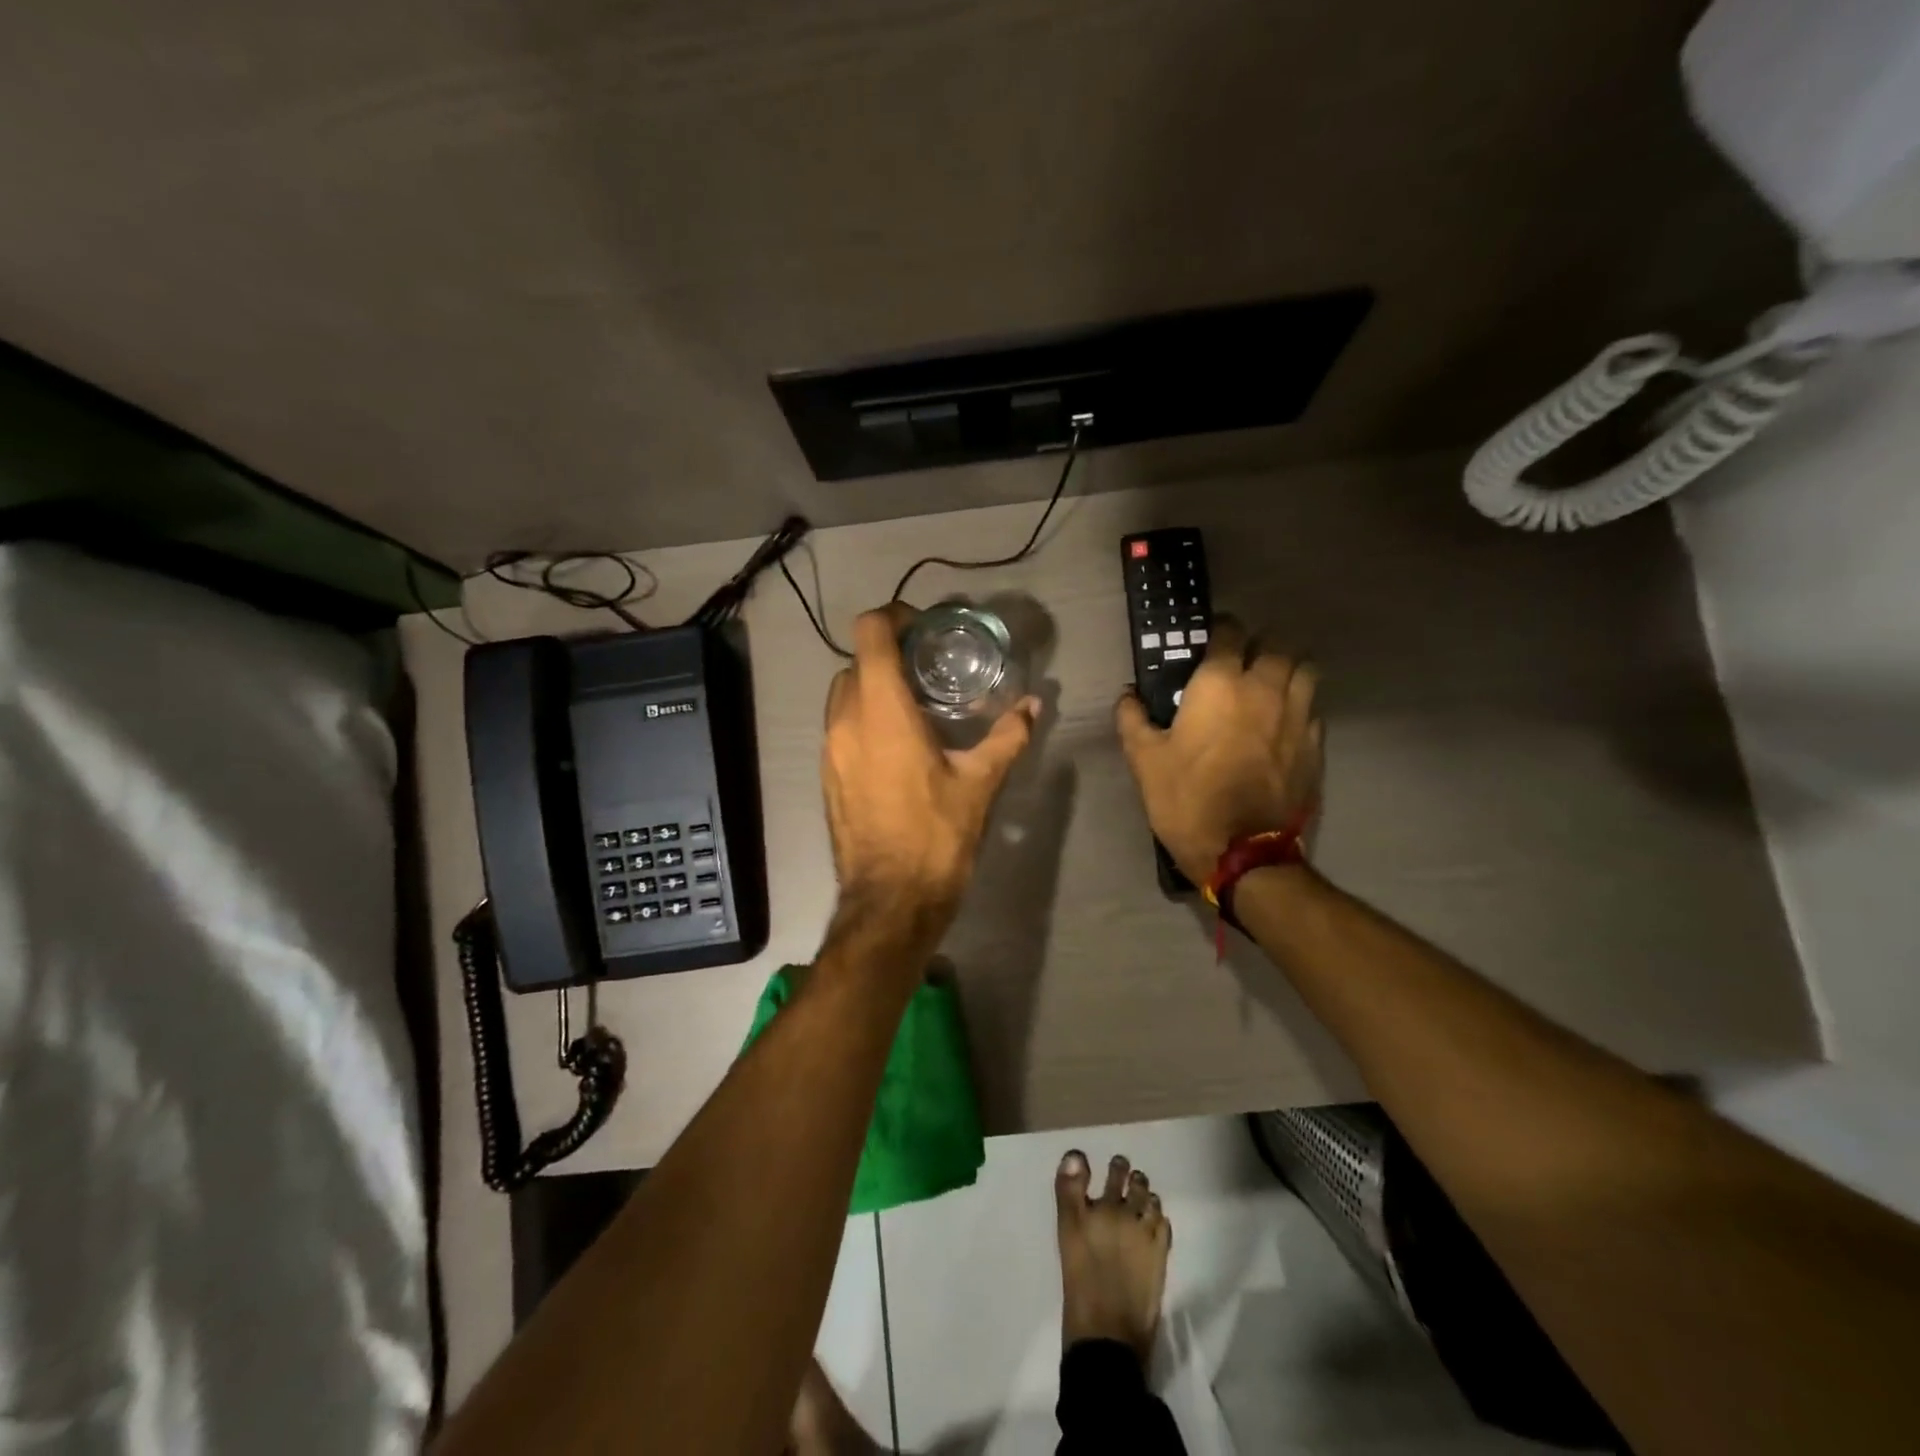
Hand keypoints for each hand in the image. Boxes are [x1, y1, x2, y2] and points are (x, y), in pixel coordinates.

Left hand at [822, 603, 1038, 938]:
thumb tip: (1034, 706)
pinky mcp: (827, 776)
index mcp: (882, 712)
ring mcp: (829, 751)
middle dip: (888, 656)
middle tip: (928, 669)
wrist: (890, 901)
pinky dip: (863, 720)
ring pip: (842, 696)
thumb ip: (1007, 736)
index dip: (894, 617)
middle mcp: (845, 722)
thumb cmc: (936, 836)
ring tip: (914, 706)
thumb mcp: (980, 783)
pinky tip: (897, 746)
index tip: (924, 628)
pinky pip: (839, 728)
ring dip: (873, 688)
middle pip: (855, 662)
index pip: (871, 634)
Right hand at [1115, 616, 1322, 885]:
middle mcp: (1265, 688)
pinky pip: (1314, 707)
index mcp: (1220, 684)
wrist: (1244, 851)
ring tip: (1270, 681)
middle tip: (1240, 660)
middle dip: (1258, 644)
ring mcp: (1298, 715)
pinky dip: (1301, 703)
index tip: (1209, 639)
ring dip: (1287, 667)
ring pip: (1305, 669)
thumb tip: (1128, 695)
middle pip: (1276, 643)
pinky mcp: (1316, 744)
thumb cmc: (1187, 799)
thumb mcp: (1144, 760)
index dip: (1219, 629)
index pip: (1229, 632)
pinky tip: (1284, 720)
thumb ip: (1132, 719)